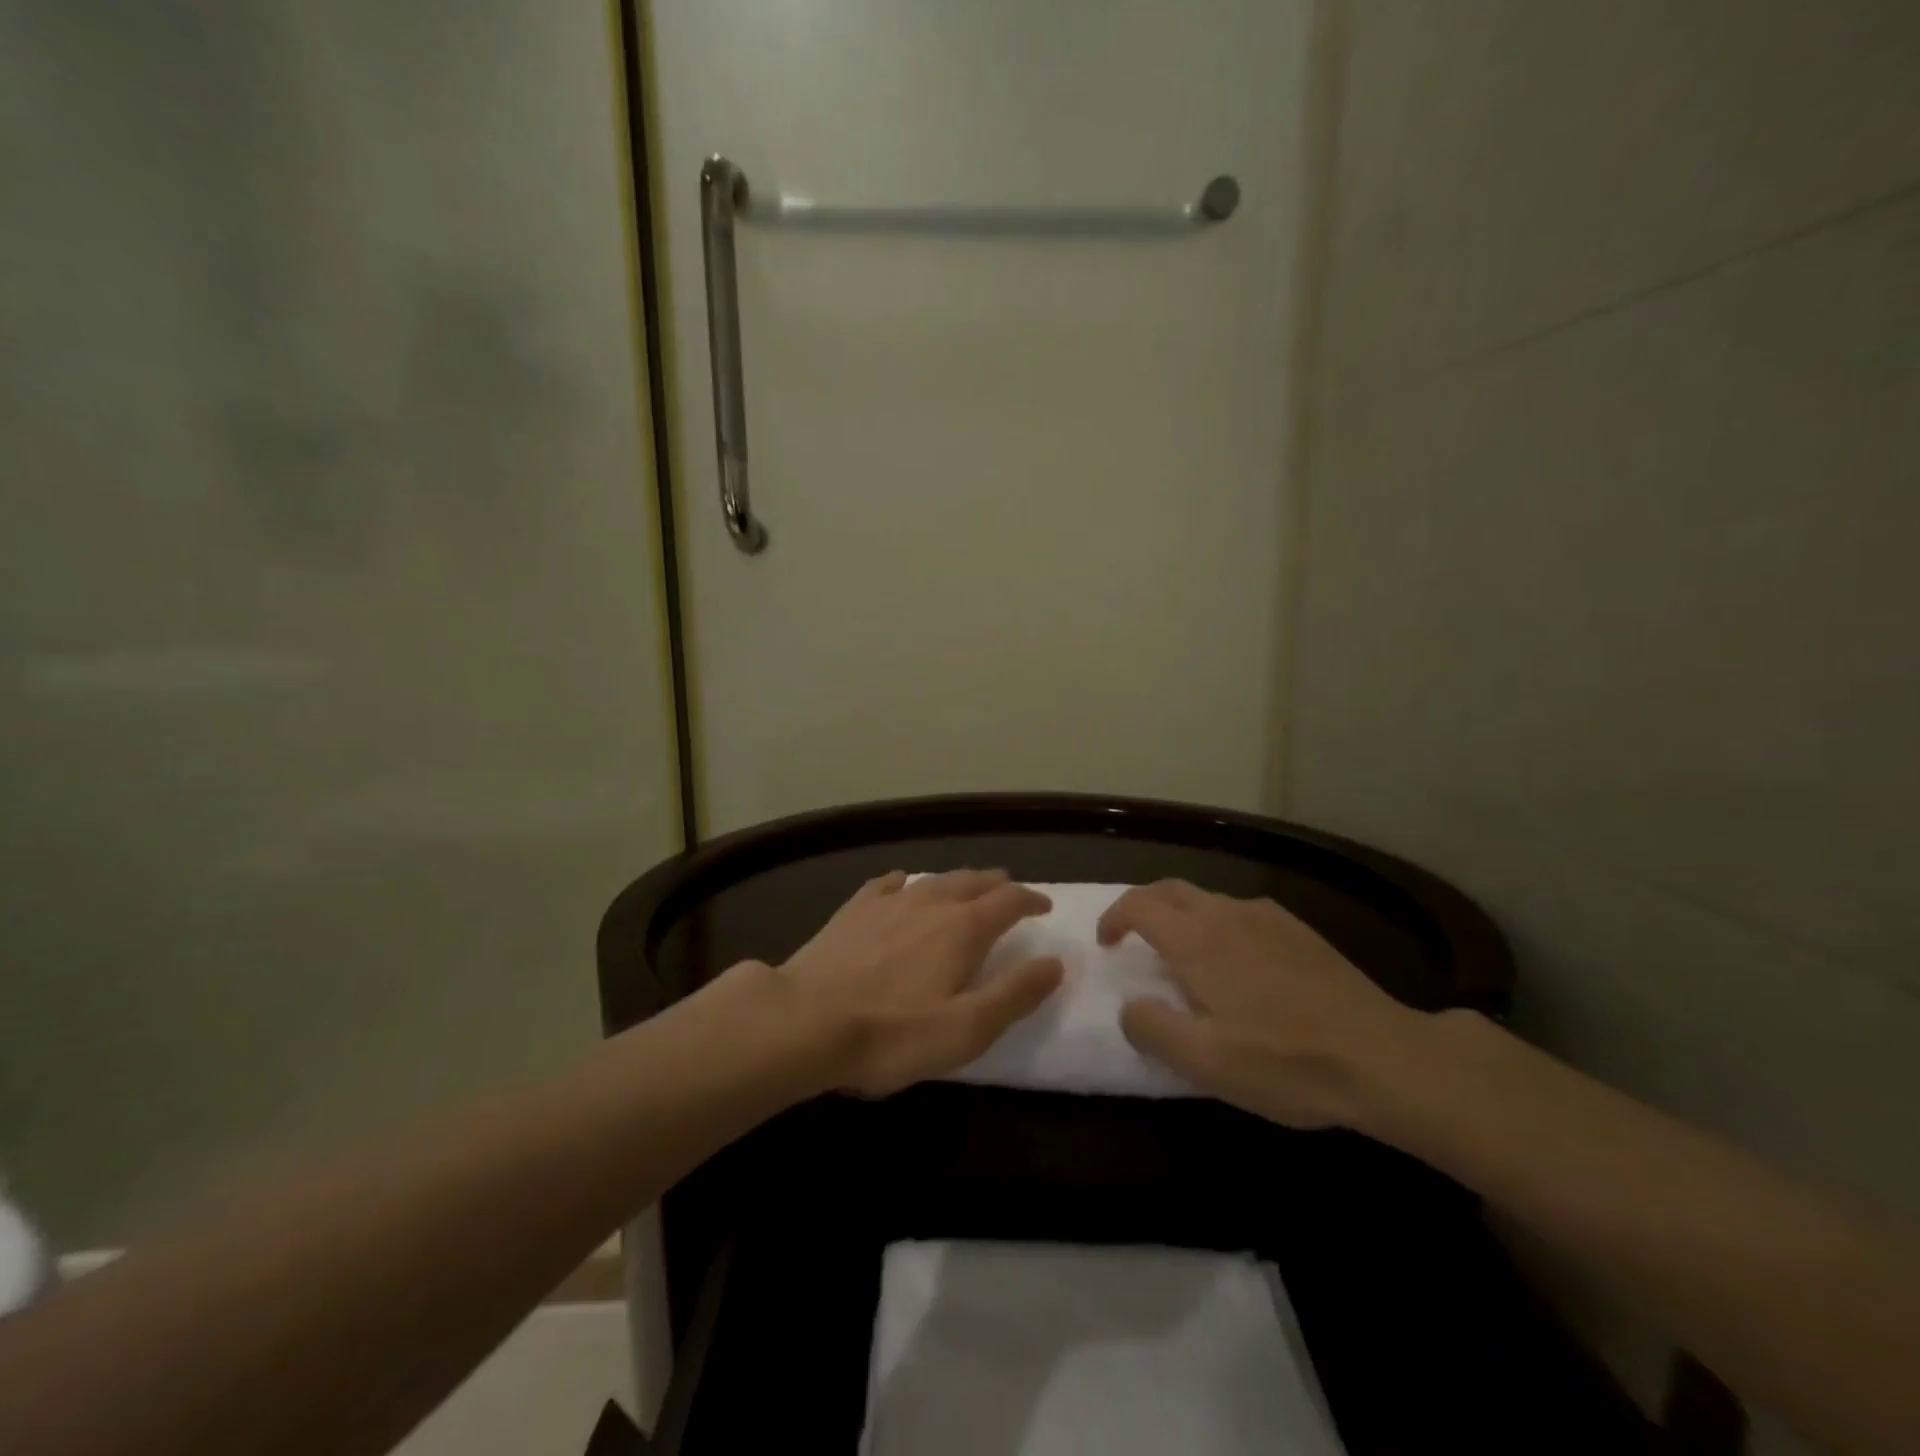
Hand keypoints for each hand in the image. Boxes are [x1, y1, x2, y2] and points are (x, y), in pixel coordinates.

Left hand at [779, 869, 1063, 1096]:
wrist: (806, 1020)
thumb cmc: (893, 1033)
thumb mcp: (967, 1028)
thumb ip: (1015, 993)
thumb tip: (1054, 962)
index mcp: (964, 928)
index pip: (1009, 900)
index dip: (1031, 900)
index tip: (1044, 906)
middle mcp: (931, 902)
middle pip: (973, 881)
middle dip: (997, 885)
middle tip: (1009, 892)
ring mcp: (889, 901)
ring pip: (934, 879)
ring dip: (958, 881)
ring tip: (967, 888)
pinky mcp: (854, 909)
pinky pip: (888, 884)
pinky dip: (906, 881)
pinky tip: (902, 884)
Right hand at [1097, 880, 1426, 1128]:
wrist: (1384, 1057)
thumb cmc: (1285, 1061)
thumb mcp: (1204, 1061)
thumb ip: (1151, 1028)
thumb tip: (1129, 1006)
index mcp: (1197, 939)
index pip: (1139, 904)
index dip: (1114, 918)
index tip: (1108, 945)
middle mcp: (1227, 913)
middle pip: (1170, 889)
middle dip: (1143, 906)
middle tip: (1134, 939)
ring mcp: (1268, 917)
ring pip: (1207, 898)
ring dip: (1182, 915)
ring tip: (1184, 957)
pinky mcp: (1299, 930)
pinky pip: (1241, 912)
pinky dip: (1218, 923)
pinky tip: (1238, 964)